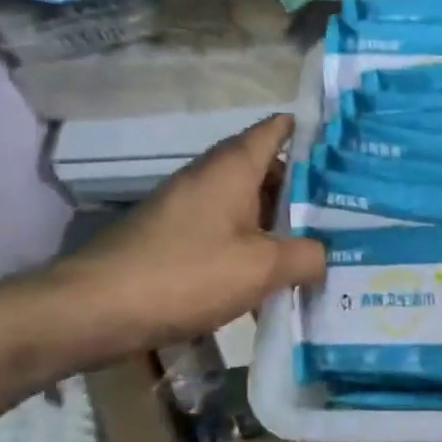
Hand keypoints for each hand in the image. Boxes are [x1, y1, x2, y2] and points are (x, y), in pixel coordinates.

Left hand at [56, 115, 326, 356]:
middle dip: (304, 189)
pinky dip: (252, 249)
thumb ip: (306, 256)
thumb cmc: (187, 274)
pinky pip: (226, 234)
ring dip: (279, 225)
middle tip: (346, 209)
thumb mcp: (263, 267)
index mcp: (231, 169)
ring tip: (319, 247)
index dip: (308, 132)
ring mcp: (187, 210)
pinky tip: (273, 280)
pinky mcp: (174, 241)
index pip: (274, 131)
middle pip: (265, 171)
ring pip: (246, 207)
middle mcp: (208, 179)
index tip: (343, 146)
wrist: (95, 310)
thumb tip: (323, 255)